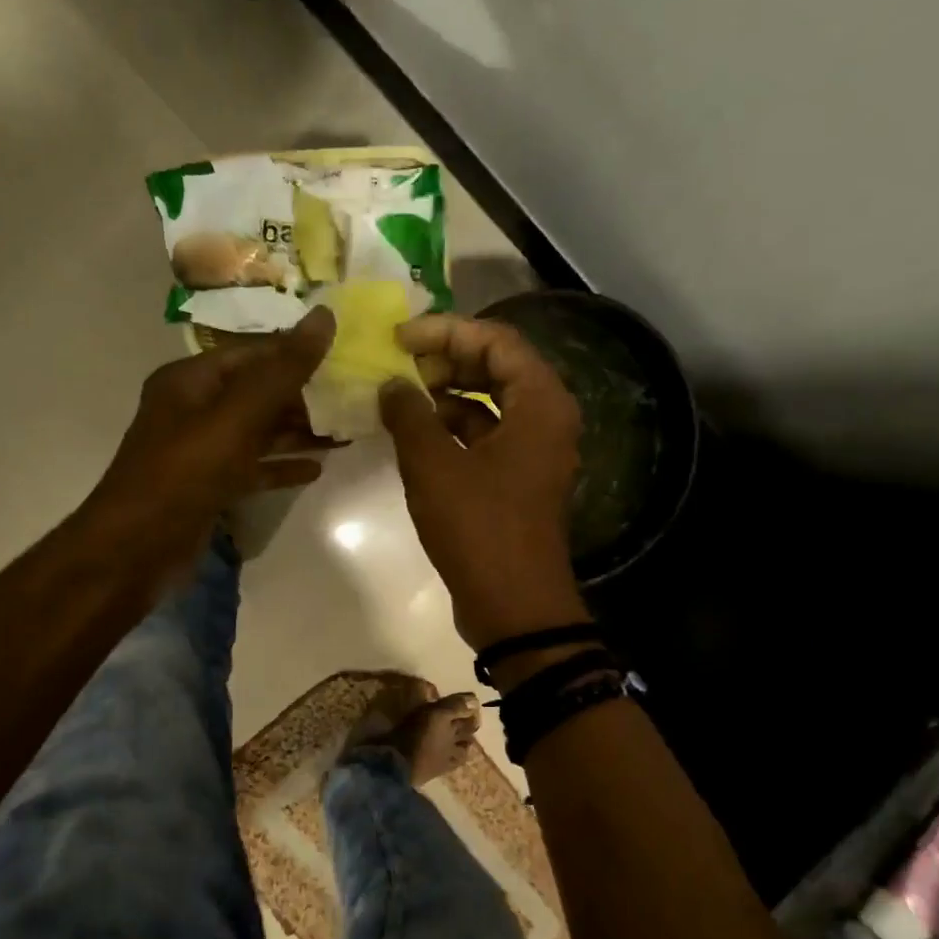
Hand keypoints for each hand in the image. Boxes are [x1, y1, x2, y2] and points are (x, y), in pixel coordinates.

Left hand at [83, 309, 336, 579]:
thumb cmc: (185, 472)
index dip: (297, 349)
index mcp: (192, 379)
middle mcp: (195, 408)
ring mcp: (202, 450)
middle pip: (258, 391)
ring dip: (299, 431)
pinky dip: (282, 466)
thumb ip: (282, 370)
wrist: (136, 548)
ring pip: (259, 431)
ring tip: (347, 431)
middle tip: (354, 396)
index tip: (345, 353)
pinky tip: (317, 469)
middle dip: (305, 394)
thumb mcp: (237, 416)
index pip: (254, 352)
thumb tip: (324, 317)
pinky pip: (253, 467)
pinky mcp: (210, 486)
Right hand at [380, 314, 587, 647]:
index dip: (445, 331)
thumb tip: (392, 385)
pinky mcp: (518, 479)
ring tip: (399, 397)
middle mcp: (546, 418)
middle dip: (445, 360)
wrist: (514, 606)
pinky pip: (486, 435)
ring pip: (490, 403)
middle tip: (399, 367)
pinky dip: (453, 428)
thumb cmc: (479, 528)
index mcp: (540, 403)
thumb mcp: (434, 467)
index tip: (399, 339)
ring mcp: (534, 451)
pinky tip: (415, 433)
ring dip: (446, 395)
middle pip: (496, 367)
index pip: (496, 340)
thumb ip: (409, 415)